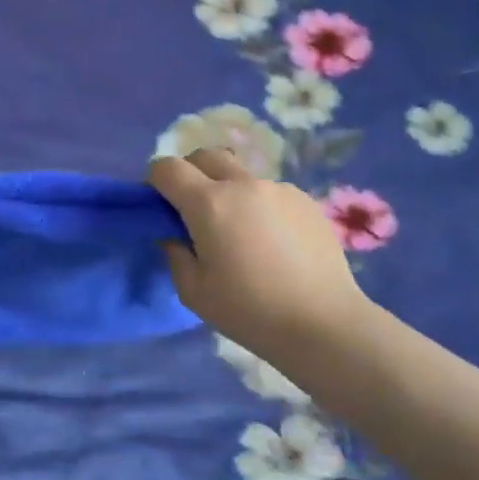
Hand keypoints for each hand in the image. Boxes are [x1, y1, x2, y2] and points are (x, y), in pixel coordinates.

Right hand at [149, 148, 366, 361]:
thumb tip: (174, 234)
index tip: (160, 208)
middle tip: (194, 212)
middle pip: (205, 156)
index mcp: (209, 203)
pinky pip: (269, 192)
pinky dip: (259, 206)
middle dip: (190, 174)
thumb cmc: (249, 311)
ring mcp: (278, 189)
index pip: (167, 168)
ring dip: (228, 191)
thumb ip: (175, 253)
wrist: (323, 323)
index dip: (155, 182)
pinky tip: (272, 243)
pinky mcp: (305, 200)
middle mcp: (243, 184)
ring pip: (240, 175)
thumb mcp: (193, 291)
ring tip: (240, 234)